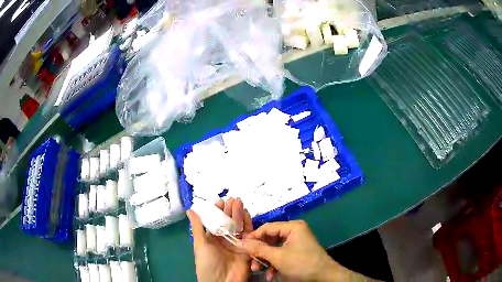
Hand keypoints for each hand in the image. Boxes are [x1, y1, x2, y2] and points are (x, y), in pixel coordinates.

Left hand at [187, 198, 252, 281]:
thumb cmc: (207, 263)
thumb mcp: (200, 245)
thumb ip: (198, 227)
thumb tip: (189, 209)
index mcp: (212, 239)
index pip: (216, 222)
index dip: (217, 212)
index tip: (220, 201)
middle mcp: (225, 240)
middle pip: (229, 223)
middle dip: (230, 211)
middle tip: (233, 199)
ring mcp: (237, 244)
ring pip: (239, 227)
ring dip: (239, 215)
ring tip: (239, 202)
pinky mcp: (248, 249)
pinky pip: (249, 235)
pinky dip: (249, 224)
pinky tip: (247, 214)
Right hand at [237, 220, 342, 280]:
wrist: (323, 277)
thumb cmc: (302, 264)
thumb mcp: (278, 257)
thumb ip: (258, 249)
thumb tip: (239, 242)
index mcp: (292, 227)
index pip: (267, 228)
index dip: (253, 237)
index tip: (241, 246)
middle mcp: (293, 232)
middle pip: (269, 240)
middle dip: (259, 253)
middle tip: (250, 262)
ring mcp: (295, 243)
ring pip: (273, 250)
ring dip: (265, 261)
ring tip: (259, 271)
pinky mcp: (295, 253)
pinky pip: (280, 256)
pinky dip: (274, 265)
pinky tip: (271, 275)